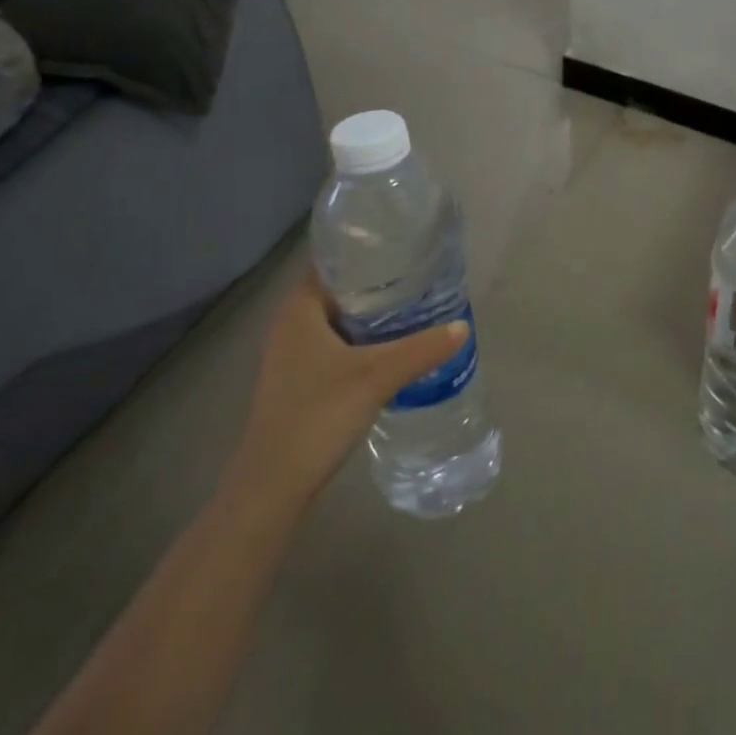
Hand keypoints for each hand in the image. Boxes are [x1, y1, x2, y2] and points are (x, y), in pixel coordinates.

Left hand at [233, 267, 466, 504]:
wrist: (273, 486)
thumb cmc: (317, 416)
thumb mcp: (376, 377)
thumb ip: (421, 349)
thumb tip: (463, 327)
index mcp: (299, 308)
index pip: (336, 261)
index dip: (371, 251)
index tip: (408, 247)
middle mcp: (292, 323)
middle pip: (342, 290)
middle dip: (381, 284)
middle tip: (423, 277)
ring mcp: (293, 354)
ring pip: (342, 319)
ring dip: (374, 315)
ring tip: (418, 307)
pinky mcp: (301, 379)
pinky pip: (339, 344)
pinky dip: (365, 340)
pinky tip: (395, 348)